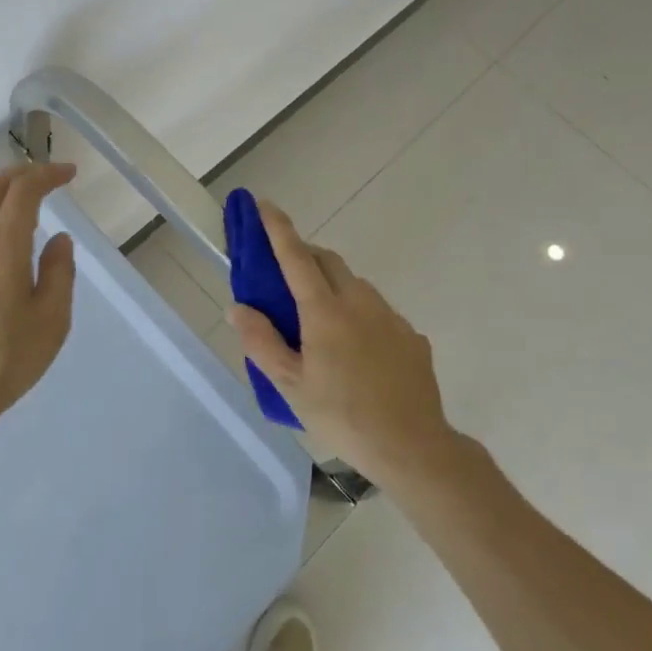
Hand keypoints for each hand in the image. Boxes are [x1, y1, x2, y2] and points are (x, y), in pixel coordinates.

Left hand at [0, 163, 78, 452]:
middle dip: (19, 173)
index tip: (70, 174)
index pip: (22, 192)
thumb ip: (59, 273)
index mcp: (1, 250)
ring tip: (35, 209)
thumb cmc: (6, 360)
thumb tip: (59, 240)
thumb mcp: (51, 320)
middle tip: (47, 176)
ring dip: (4, 197)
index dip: (47, 175)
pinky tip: (12, 247)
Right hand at [229, 200, 451, 485]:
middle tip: (285, 274)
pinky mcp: (412, 336)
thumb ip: (261, 342)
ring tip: (319, 320)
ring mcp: (391, 317)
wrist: (412, 446)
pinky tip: (356, 351)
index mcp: (325, 312)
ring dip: (332, 286)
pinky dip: (359, 314)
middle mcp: (360, 302)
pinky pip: (378, 312)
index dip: (278, 228)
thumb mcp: (290, 386)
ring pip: (355, 285)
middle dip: (304, 255)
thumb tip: (238, 307)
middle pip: (328, 261)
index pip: (296, 257)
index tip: (264, 204)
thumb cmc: (342, 416)